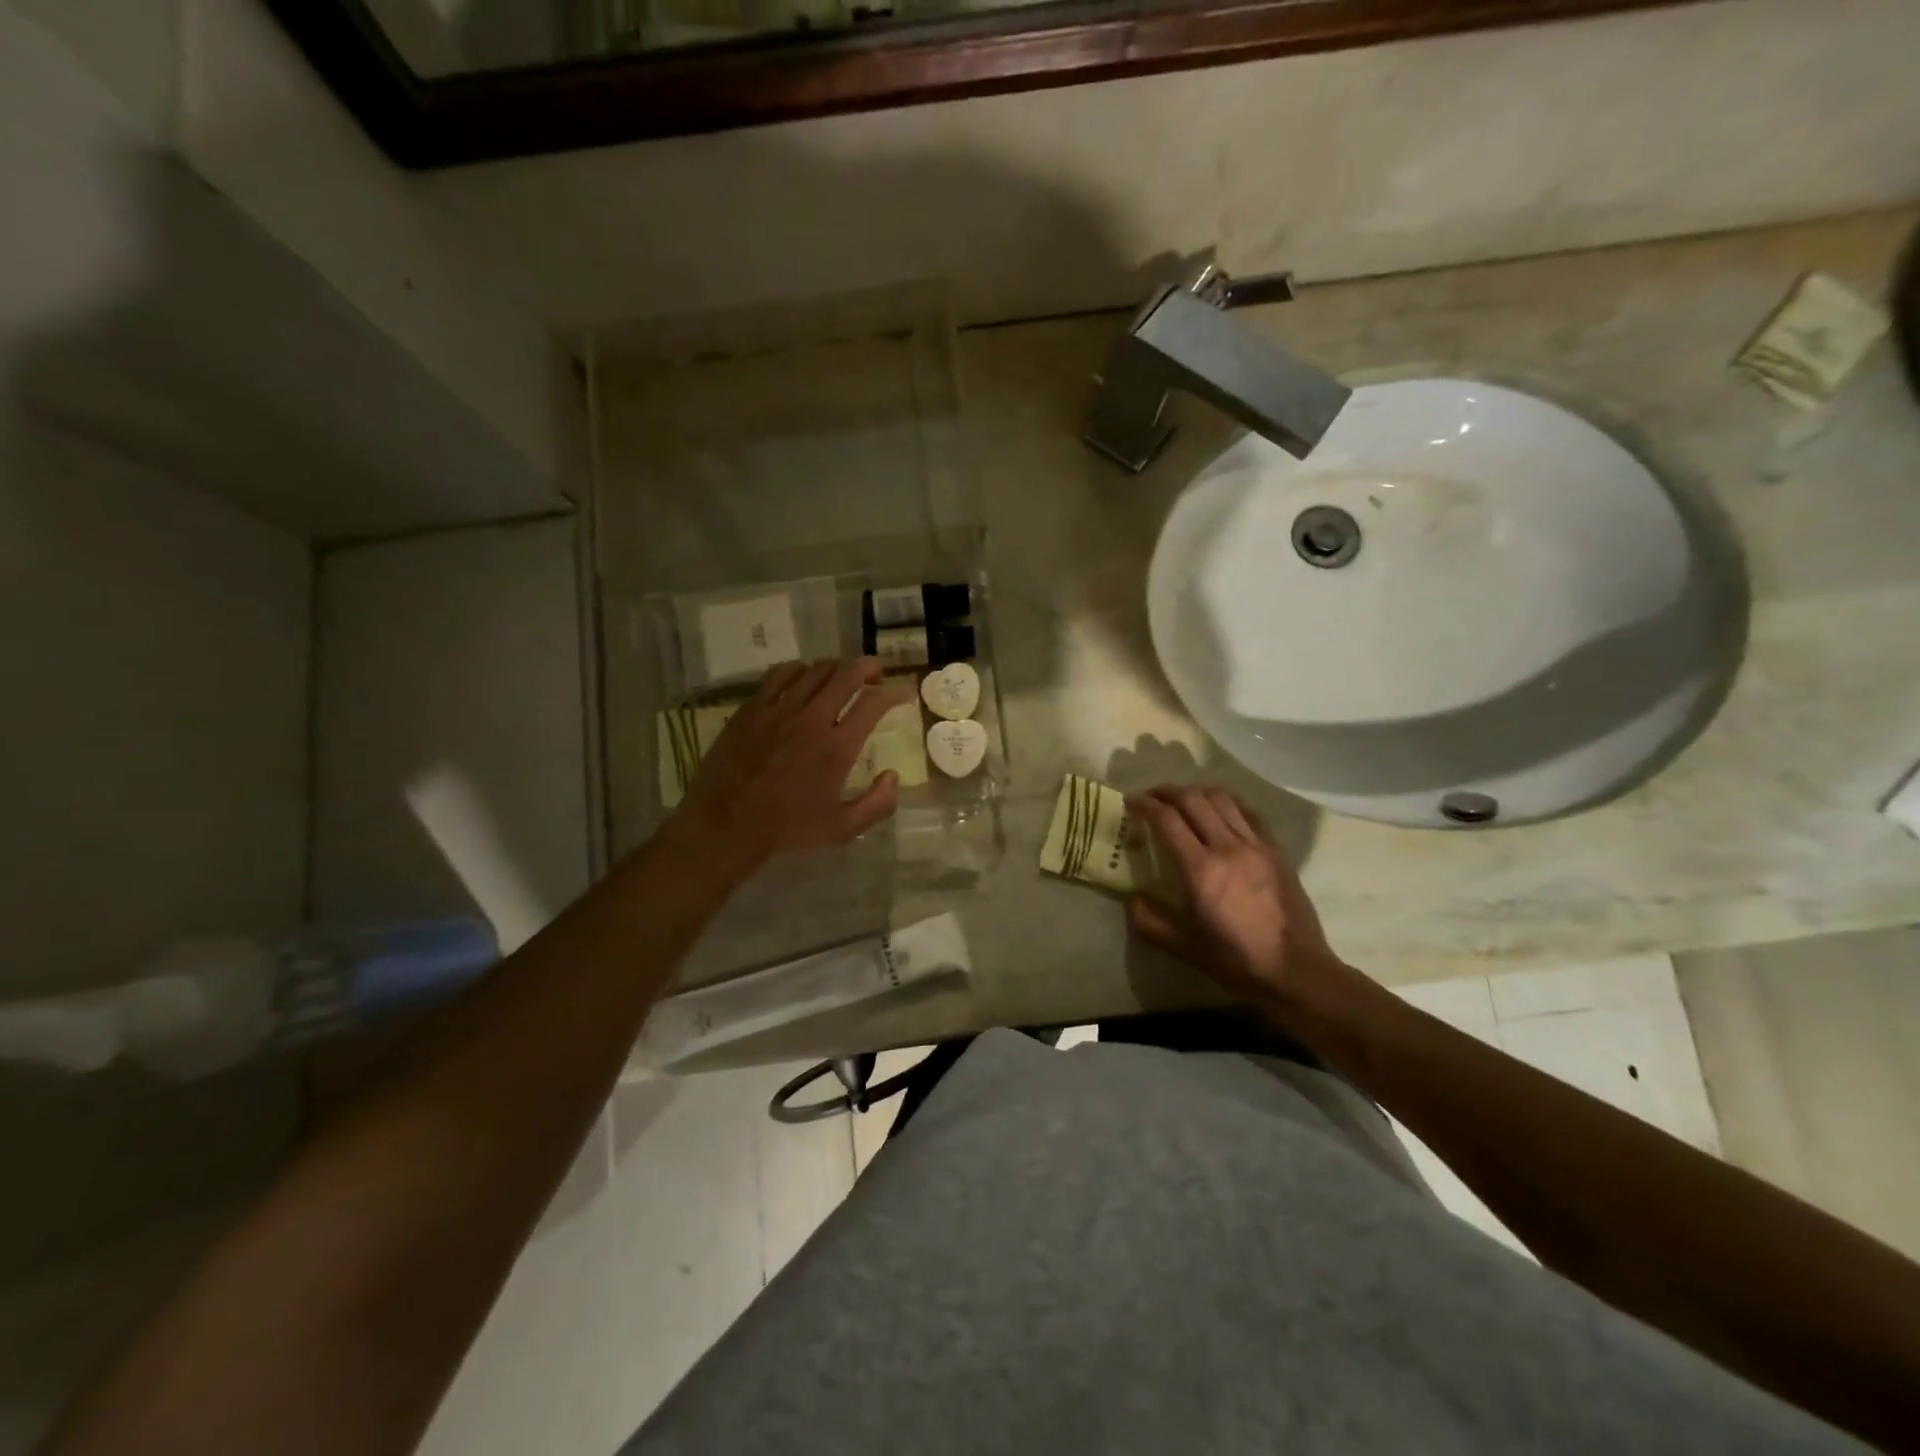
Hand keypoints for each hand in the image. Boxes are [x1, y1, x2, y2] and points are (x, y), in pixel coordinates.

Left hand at [668, 658, 910, 873]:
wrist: (725, 826)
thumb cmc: (787, 830)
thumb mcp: (842, 829)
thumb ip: (877, 804)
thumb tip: (892, 775)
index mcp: (838, 748)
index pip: (873, 703)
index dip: (894, 692)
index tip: (903, 693)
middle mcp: (812, 720)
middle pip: (846, 675)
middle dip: (868, 667)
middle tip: (877, 671)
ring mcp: (779, 710)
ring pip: (815, 670)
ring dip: (836, 667)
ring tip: (843, 674)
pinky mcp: (752, 708)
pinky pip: (780, 675)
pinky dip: (799, 669)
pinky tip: (803, 676)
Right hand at [1127, 785, 1352, 1015]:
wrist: (1296, 971)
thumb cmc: (1237, 961)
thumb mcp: (1184, 947)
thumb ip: (1150, 921)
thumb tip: (1130, 899)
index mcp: (1201, 870)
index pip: (1167, 820)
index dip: (1144, 805)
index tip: (1131, 802)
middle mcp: (1228, 847)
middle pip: (1193, 799)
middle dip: (1167, 792)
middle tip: (1152, 797)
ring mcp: (1256, 845)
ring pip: (1222, 799)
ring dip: (1197, 792)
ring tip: (1184, 799)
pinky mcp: (1276, 849)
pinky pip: (1249, 812)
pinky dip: (1228, 803)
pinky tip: (1220, 810)